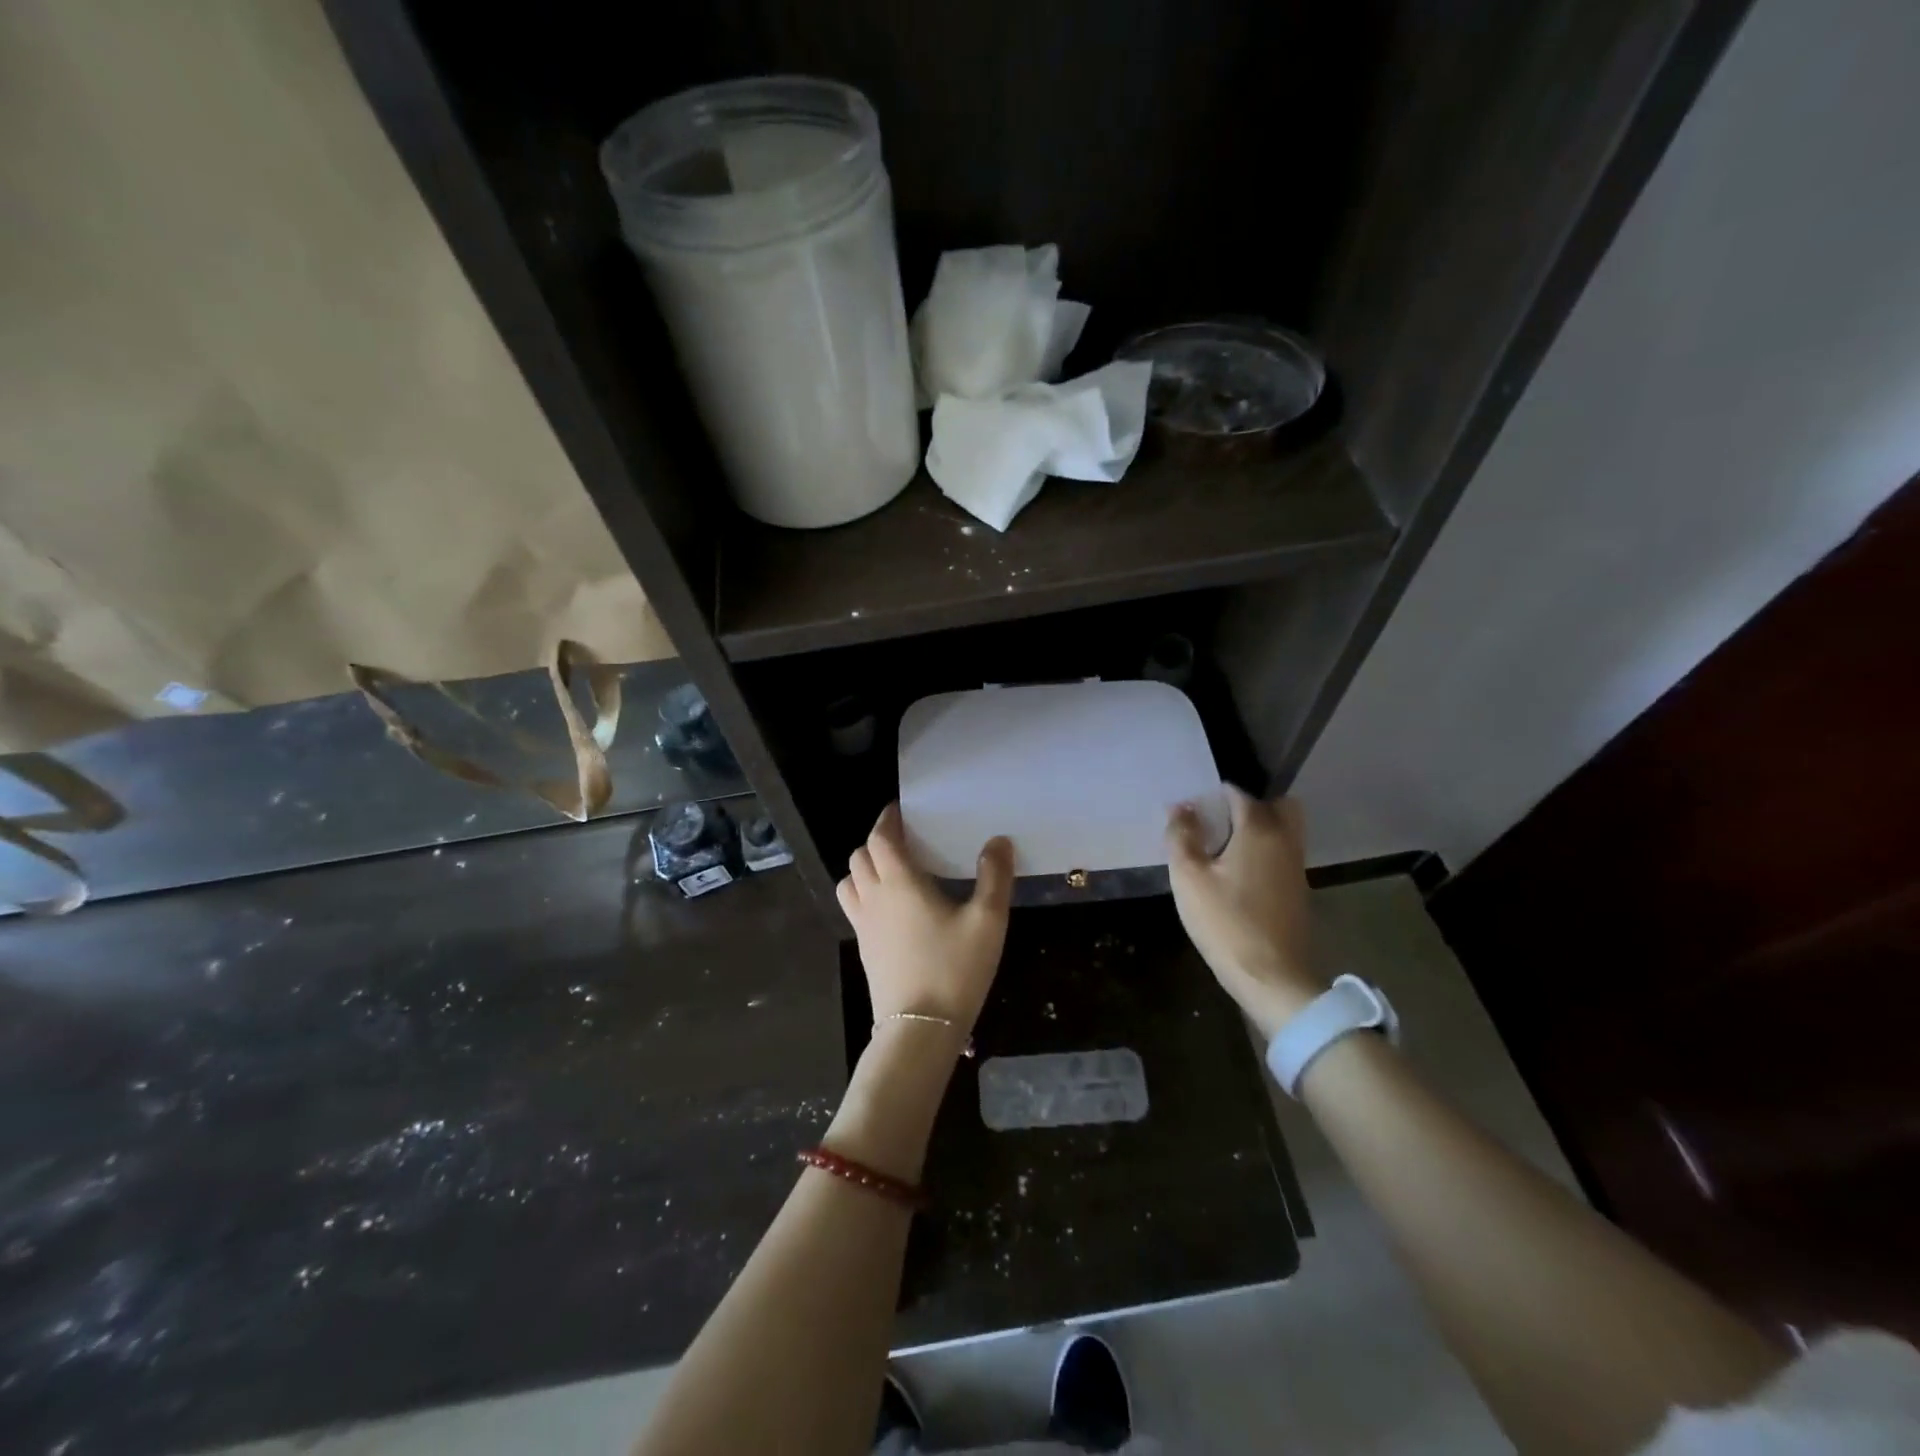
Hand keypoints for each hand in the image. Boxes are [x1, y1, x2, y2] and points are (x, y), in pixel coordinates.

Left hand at [837, 803, 1013, 1032]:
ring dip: (865, 868)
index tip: (901, 810)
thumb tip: (998, 840)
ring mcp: (863, 926)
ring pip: (850, 882)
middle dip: (878, 841)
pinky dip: (865, 894)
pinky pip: (854, 907)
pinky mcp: (864, 949)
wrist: (920, 1030)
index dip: (887, 819)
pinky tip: (894, 908)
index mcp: (899, 883)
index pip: (880, 838)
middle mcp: (873, 898)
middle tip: (905, 840)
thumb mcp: (987, 921)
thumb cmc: (954, 969)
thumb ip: (995, 877)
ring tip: (894, 871)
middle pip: (860, 856)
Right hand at [1167, 788, 1325, 1038]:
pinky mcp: (1298, 891)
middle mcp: (1285, 840)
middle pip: (1276, 805)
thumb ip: (1182, 837)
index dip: (1212, 796)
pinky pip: (1282, 853)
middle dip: (1248, 805)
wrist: (1273, 978)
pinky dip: (1264, 851)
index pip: (1238, 794)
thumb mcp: (1189, 878)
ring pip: (1284, 830)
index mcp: (1259, 830)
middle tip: (1218, 821)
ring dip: (1258, 828)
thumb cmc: (1226, 923)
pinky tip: (1237, 872)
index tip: (1191, 809)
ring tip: (1223, 847)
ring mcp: (1296, 866)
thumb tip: (1180, 808)